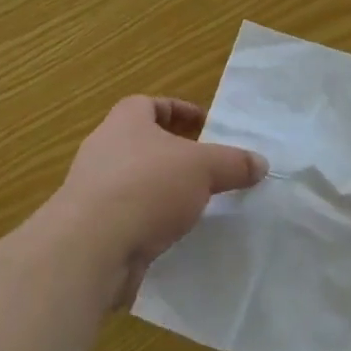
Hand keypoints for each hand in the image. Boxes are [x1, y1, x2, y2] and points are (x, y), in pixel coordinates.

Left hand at [51, 96, 266, 306]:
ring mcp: (91, 190)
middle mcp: (102, 150)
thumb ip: (233, 163)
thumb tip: (260, 163)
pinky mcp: (90, 228)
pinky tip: (171, 235)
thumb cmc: (147, 187)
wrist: (91, 247)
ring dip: (158, 189)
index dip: (177, 110)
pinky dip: (147, 221)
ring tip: (192, 203)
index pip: (148, 104)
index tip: (203, 124)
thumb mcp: (204, 168)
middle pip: (139, 142)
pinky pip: (126, 216)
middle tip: (203, 166)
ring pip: (132, 181)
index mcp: (124, 122)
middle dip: (170, 152)